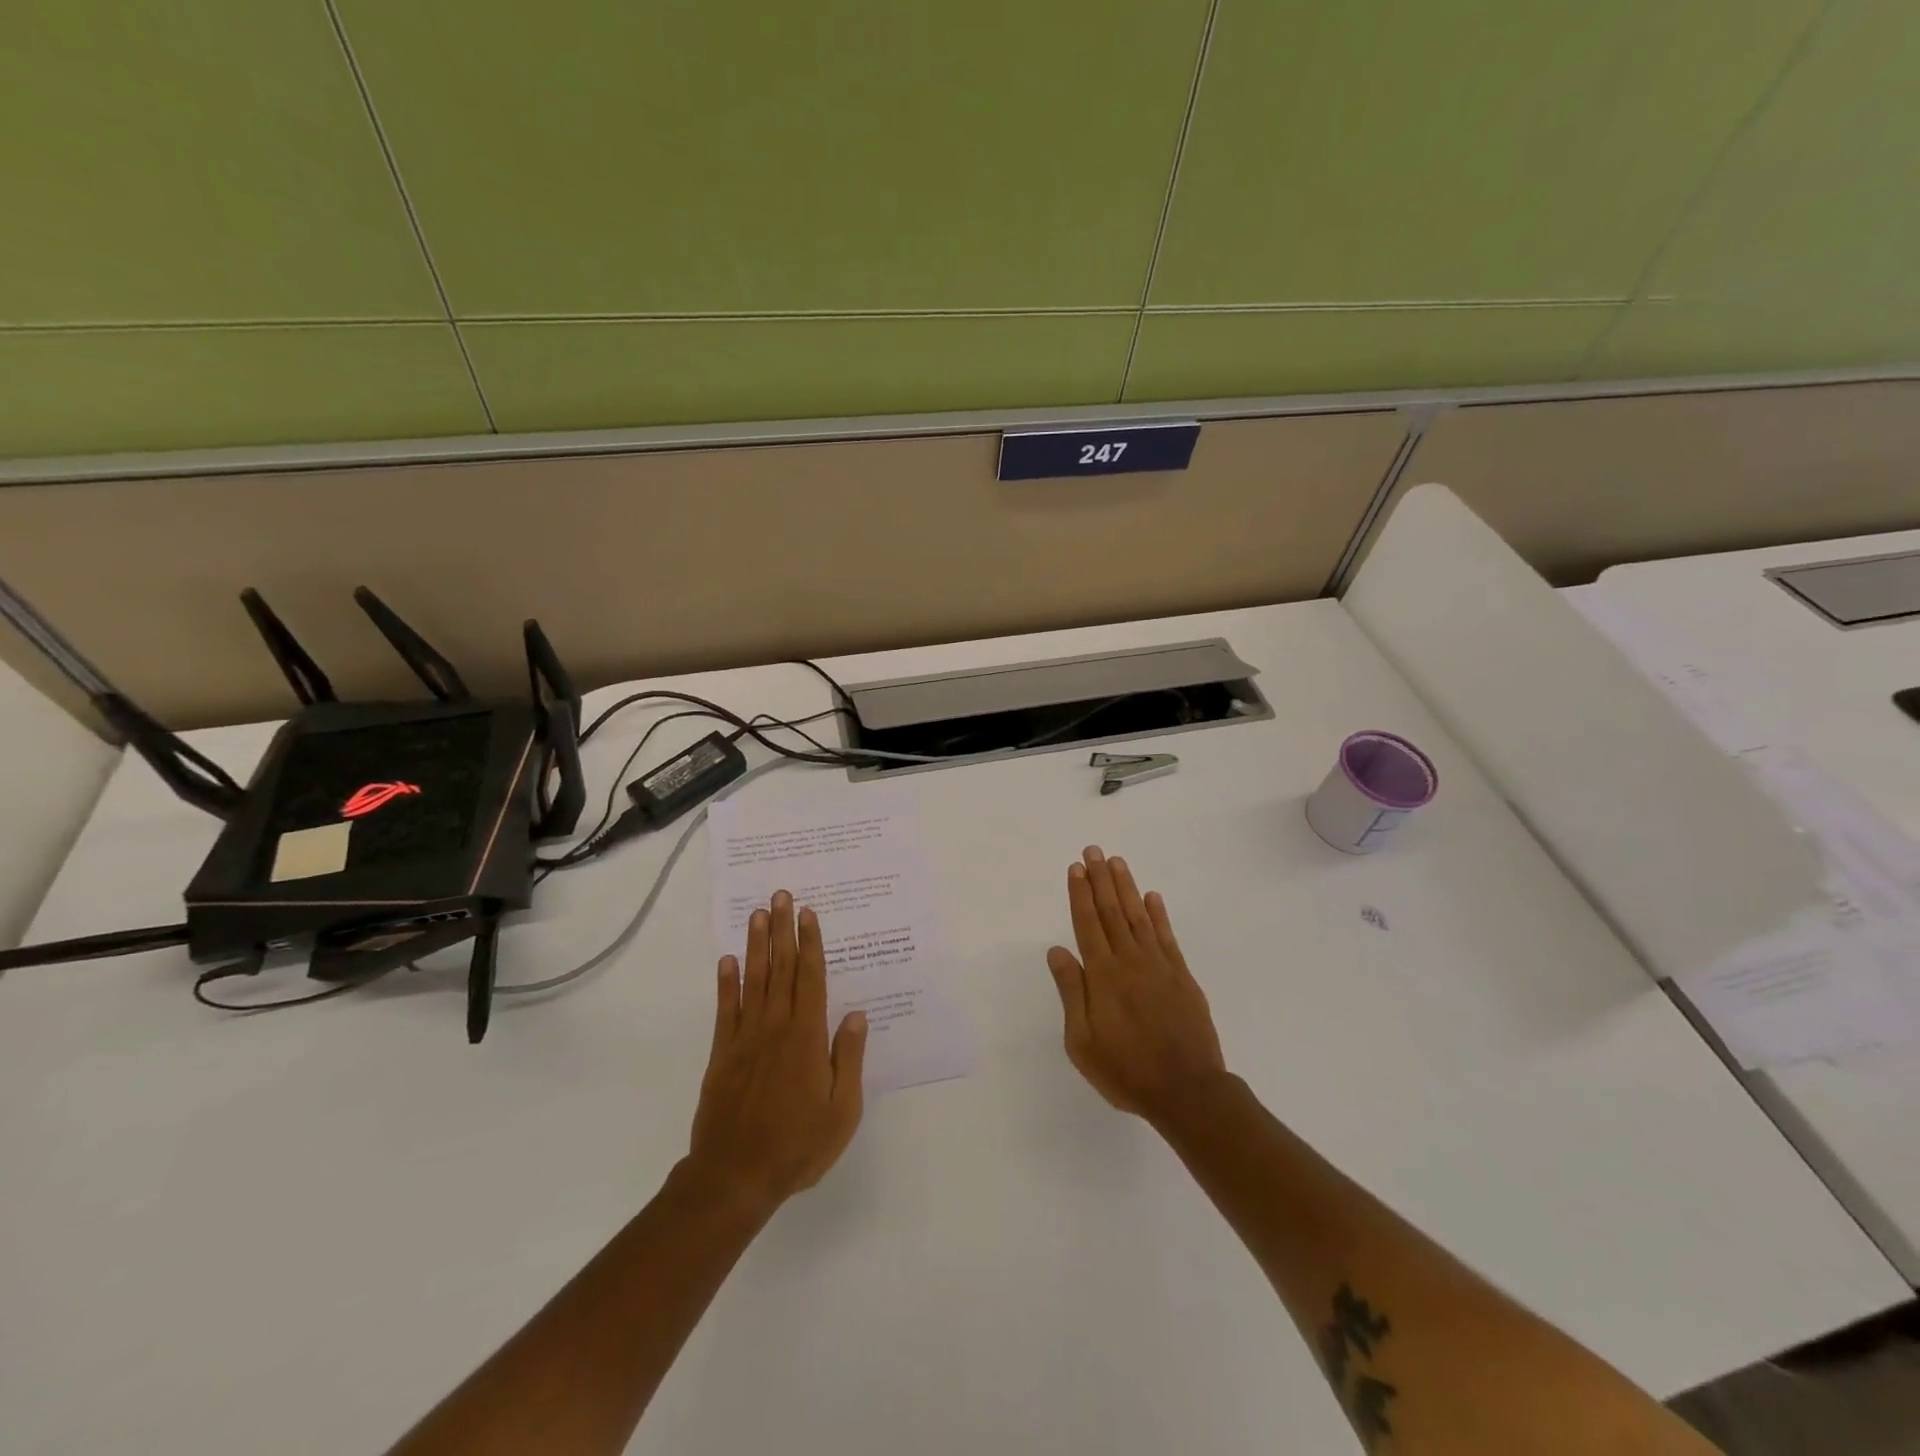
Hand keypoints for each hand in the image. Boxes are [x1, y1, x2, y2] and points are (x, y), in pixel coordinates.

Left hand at [689, 891, 867, 1212]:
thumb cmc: (797, 1145)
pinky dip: (726, 983)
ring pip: (753, 980)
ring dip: (756, 946)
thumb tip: (856, 1015)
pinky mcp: (722, 1054)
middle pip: (781, 968)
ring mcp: (745, 1038)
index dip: (810, 943)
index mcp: (807, 1037)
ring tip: (758, 914)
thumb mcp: (842, 1110)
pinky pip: (724, 1010)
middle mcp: (775, 1027)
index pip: (811, 978)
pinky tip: (727, 960)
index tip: (808, 914)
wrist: (734, 1176)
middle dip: (783, 930)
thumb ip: (848, 1059)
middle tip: (781, 895)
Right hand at [1046, 846, 1227, 1123]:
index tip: (1075, 868)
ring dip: (1127, 887)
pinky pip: (1167, 937)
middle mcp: (1130, 961)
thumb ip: (1072, 993)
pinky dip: (1158, 915)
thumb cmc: (1126, 1070)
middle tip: (1093, 850)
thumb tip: (1057, 951)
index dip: (1080, 894)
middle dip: (1100, 879)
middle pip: (1112, 912)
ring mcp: (1159, 966)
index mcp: (1103, 976)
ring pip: (1139, 917)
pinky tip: (1152, 897)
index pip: (1088, 924)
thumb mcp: (1082, 1042)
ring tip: (1117, 862)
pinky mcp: (1182, 976)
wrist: (1187, 1091)